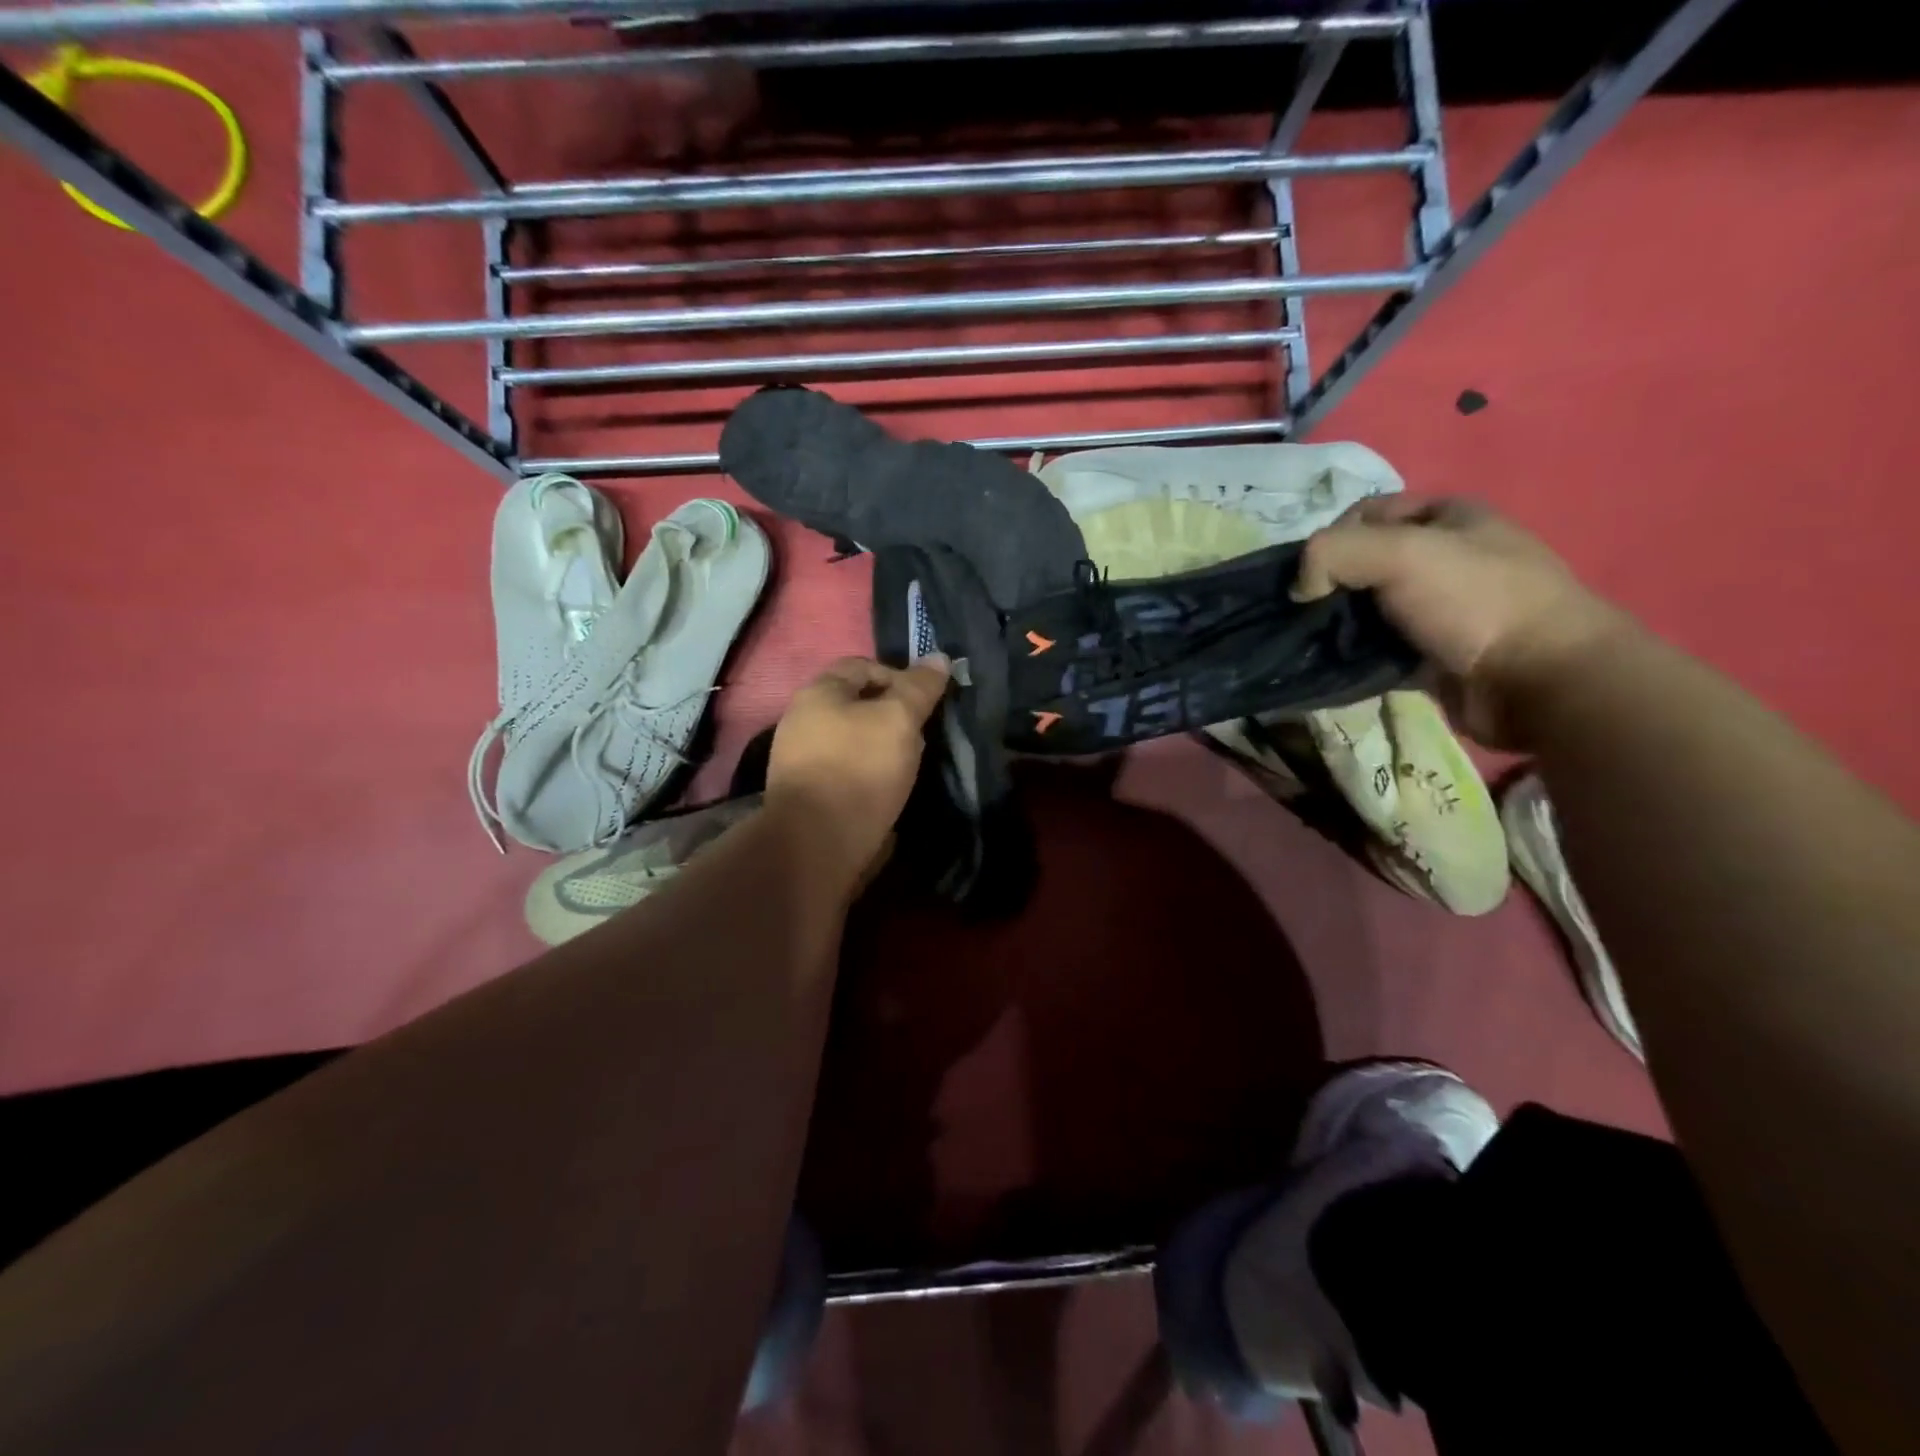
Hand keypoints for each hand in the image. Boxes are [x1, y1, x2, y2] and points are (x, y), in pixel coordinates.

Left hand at [766, 655, 951, 883]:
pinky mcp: (808, 793)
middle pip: (858, 703)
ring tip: (909, 765)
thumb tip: (939, 656)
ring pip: (854, 738)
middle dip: (893, 715)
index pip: (864, 666)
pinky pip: (846, 769)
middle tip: (920, 736)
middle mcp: (802, 720)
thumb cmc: (860, 770)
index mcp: (818, 692)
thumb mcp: (898, 720)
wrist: (817, 845)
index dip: (900, 676)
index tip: (926, 703)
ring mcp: (800, 759)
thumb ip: (919, 688)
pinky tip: (887, 790)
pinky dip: (869, 772)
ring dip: (884, 746)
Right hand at [1293, 498, 1631, 745]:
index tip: (1310, 574)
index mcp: (1447, 516)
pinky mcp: (1432, 654)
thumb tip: (1300, 588)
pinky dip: (1354, 657)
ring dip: (1337, 626)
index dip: (1330, 538)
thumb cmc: (1473, 602)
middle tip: (1306, 614)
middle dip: (1329, 587)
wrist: (1538, 681)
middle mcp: (1444, 557)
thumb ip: (1331, 554)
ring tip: (1315, 643)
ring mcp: (1440, 609)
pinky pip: (1378, 649)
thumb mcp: (1398, 554)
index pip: (1366, 513)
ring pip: (1367, 609)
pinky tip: (1336, 666)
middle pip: (1363, 563)